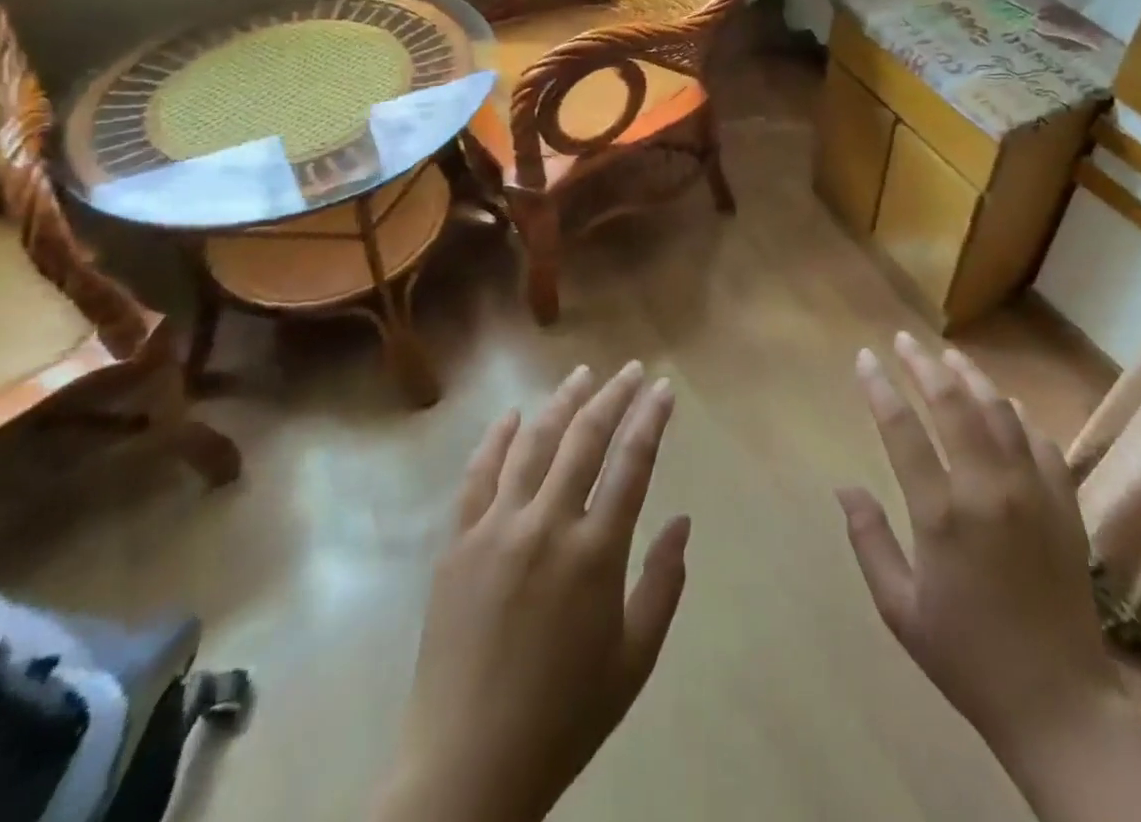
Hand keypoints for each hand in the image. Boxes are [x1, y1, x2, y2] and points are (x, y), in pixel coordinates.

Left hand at [383, 362, 688, 821]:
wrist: (465, 771)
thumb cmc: (563, 716)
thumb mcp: (634, 660)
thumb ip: (663, 583)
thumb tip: (684, 521)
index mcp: (595, 554)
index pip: (633, 463)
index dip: (651, 418)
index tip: (664, 388)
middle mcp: (546, 526)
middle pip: (585, 438)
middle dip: (613, 395)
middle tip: (632, 369)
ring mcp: (495, 530)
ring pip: (533, 443)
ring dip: (562, 402)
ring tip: (582, 375)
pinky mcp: (456, 544)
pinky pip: (478, 475)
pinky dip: (496, 438)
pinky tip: (511, 415)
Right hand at [839, 332, 1116, 781]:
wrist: (1059, 704)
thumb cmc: (967, 657)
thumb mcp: (899, 609)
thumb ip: (869, 541)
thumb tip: (844, 487)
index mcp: (943, 514)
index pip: (902, 429)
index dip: (879, 387)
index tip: (863, 358)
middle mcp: (989, 489)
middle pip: (952, 403)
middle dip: (922, 365)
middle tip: (903, 340)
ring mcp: (1034, 492)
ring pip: (999, 411)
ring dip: (971, 378)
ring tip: (949, 357)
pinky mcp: (1066, 504)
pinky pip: (1041, 441)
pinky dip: (1018, 416)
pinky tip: (1005, 407)